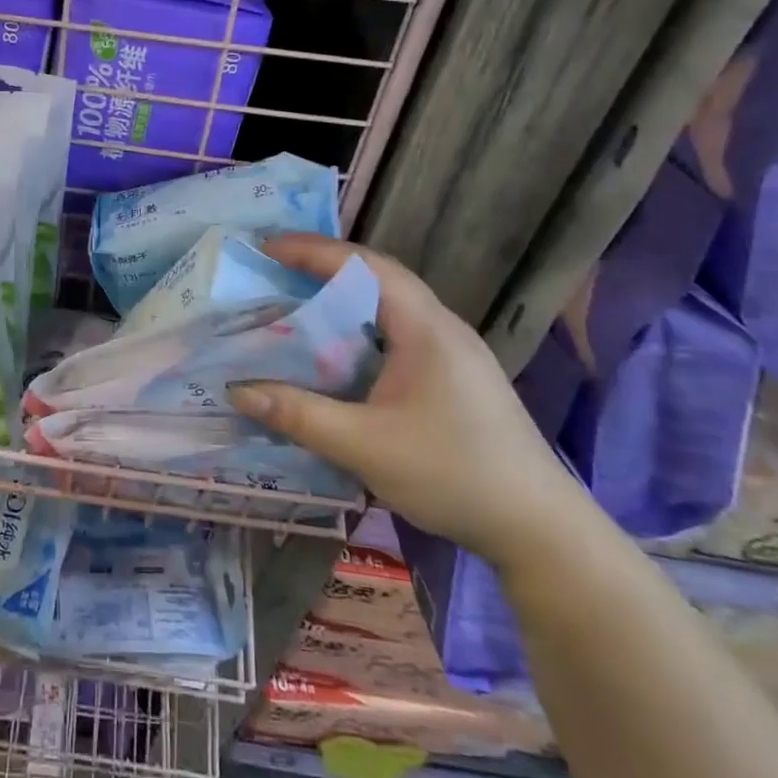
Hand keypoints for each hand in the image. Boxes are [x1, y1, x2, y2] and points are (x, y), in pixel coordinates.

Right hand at [227, 235, 592, 575]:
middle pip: (379, 278)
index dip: (313, 251)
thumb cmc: (453, 474)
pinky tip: (340, 356)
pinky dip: (361, 330)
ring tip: (299, 305)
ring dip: (345, 299)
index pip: (365, 266)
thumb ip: (299, 414)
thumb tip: (237, 390)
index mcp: (425, 328)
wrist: (539, 529)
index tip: (268, 248)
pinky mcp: (456, 378)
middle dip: (326, 268)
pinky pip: (399, 335)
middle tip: (277, 271)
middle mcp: (442, 328)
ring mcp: (454, 353)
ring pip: (390, 307)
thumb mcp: (364, 446)